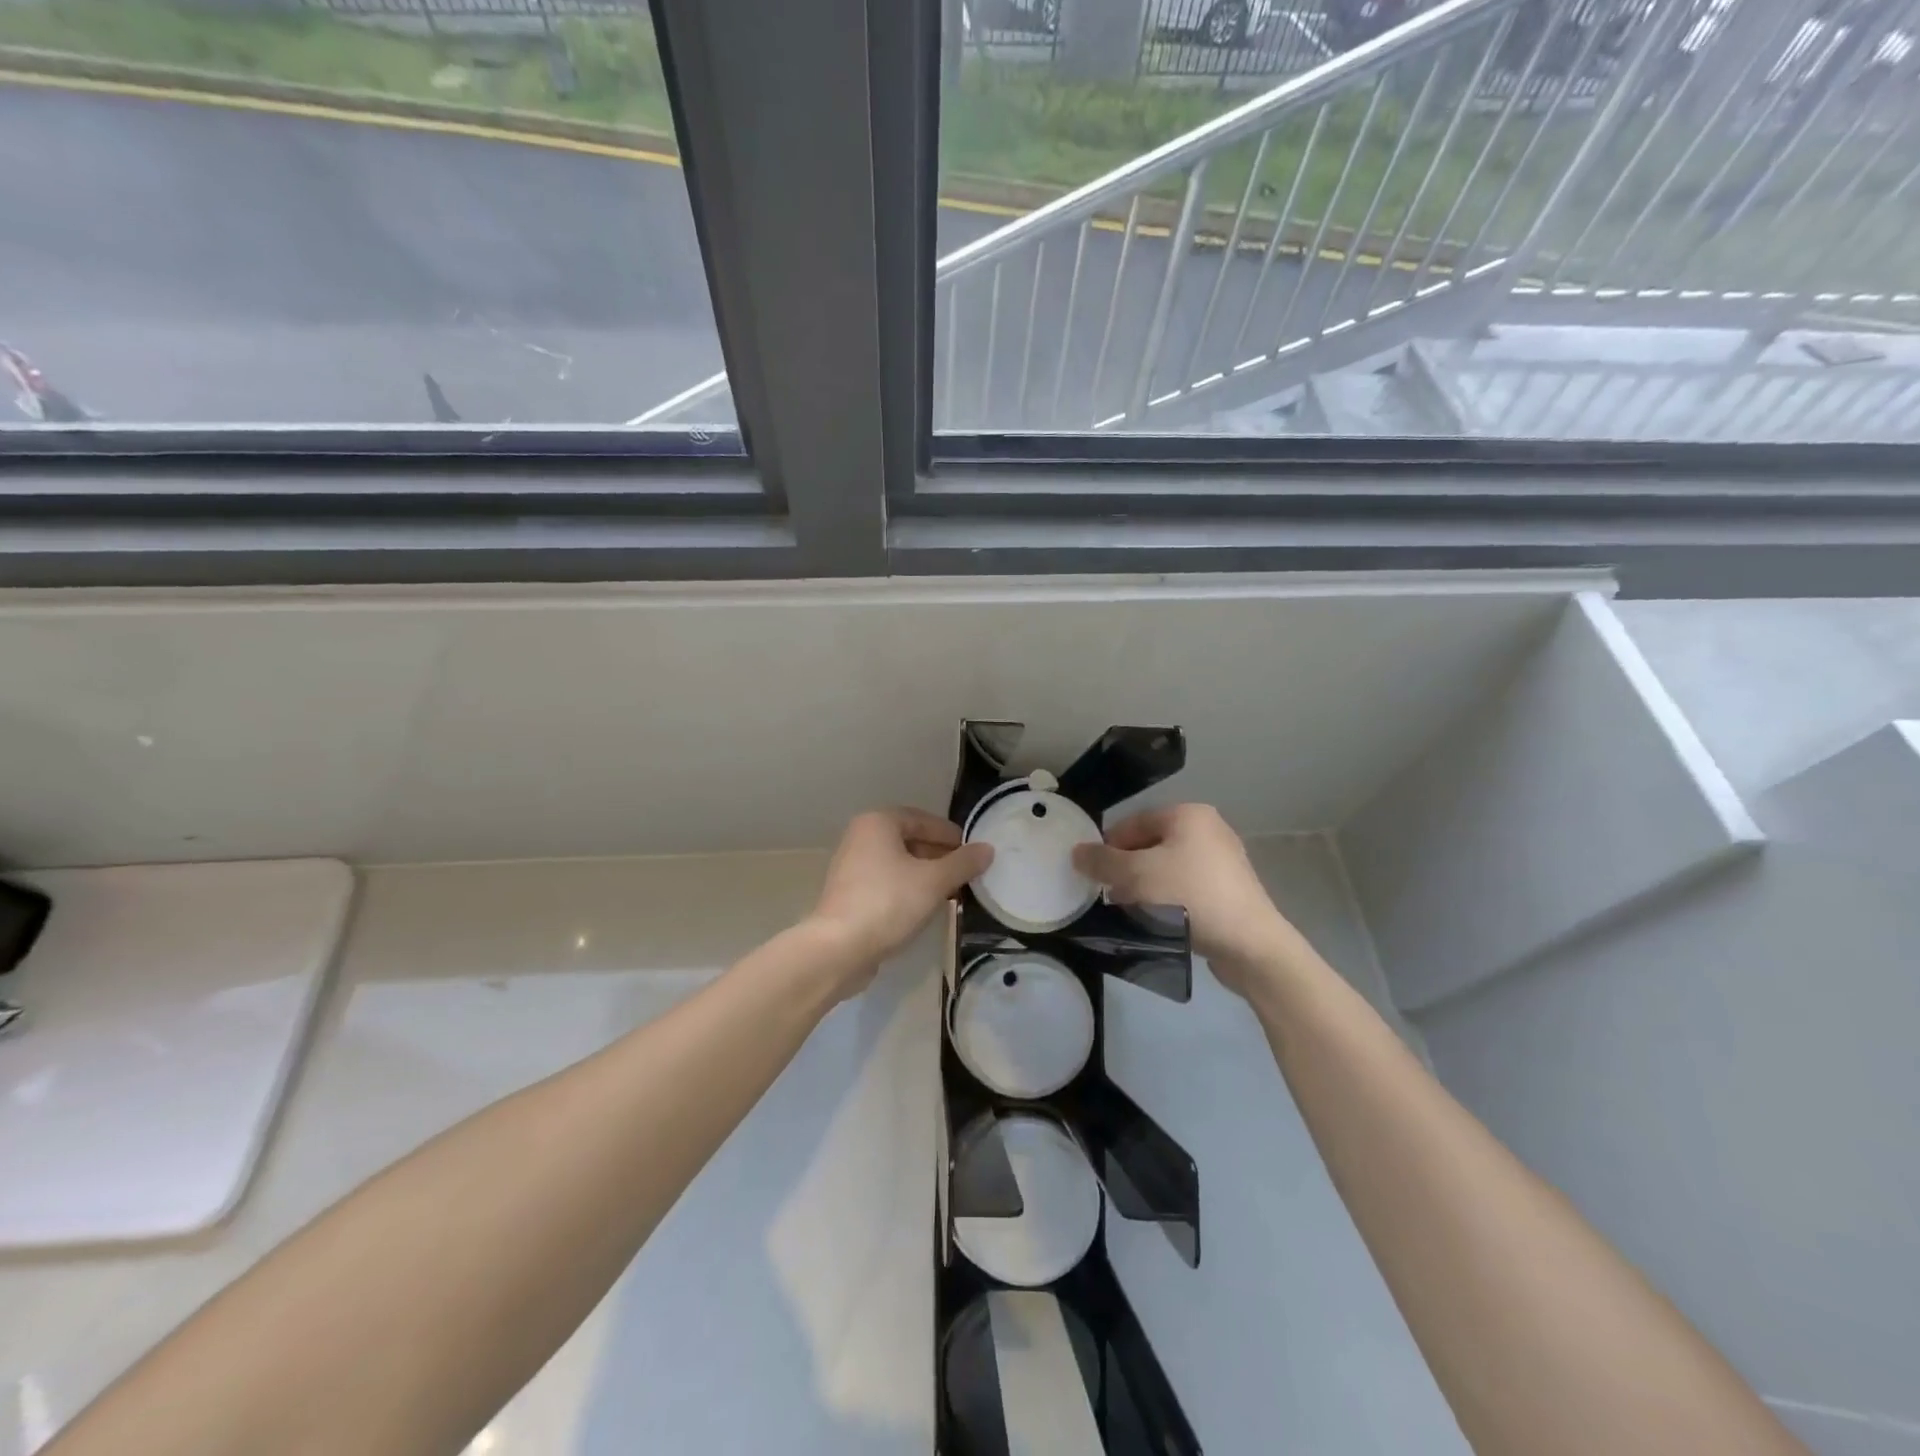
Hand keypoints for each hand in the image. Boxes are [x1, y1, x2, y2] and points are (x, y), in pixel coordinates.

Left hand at [807, 808, 992, 996]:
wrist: (838, 949)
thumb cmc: (888, 903)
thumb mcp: (934, 881)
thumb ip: (963, 863)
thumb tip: (987, 849)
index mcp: (878, 823)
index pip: (923, 820)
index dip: (951, 835)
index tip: (973, 852)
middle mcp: (860, 837)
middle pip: (909, 840)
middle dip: (939, 856)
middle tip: (965, 874)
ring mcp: (851, 867)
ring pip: (898, 863)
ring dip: (924, 874)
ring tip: (950, 892)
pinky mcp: (848, 894)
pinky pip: (886, 883)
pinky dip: (907, 889)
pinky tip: (924, 907)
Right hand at [1073, 803, 1310, 996]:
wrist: (1250, 945)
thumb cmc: (1189, 897)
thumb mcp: (1135, 875)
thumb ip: (1102, 861)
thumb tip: (1077, 852)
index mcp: (1188, 814)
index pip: (1132, 823)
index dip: (1107, 848)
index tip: (1094, 877)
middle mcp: (1208, 829)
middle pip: (1148, 846)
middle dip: (1126, 871)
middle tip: (1112, 897)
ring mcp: (1223, 860)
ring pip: (1166, 869)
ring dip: (1145, 888)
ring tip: (1134, 913)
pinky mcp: (1230, 890)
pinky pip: (1186, 887)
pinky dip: (1168, 900)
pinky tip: (1161, 923)